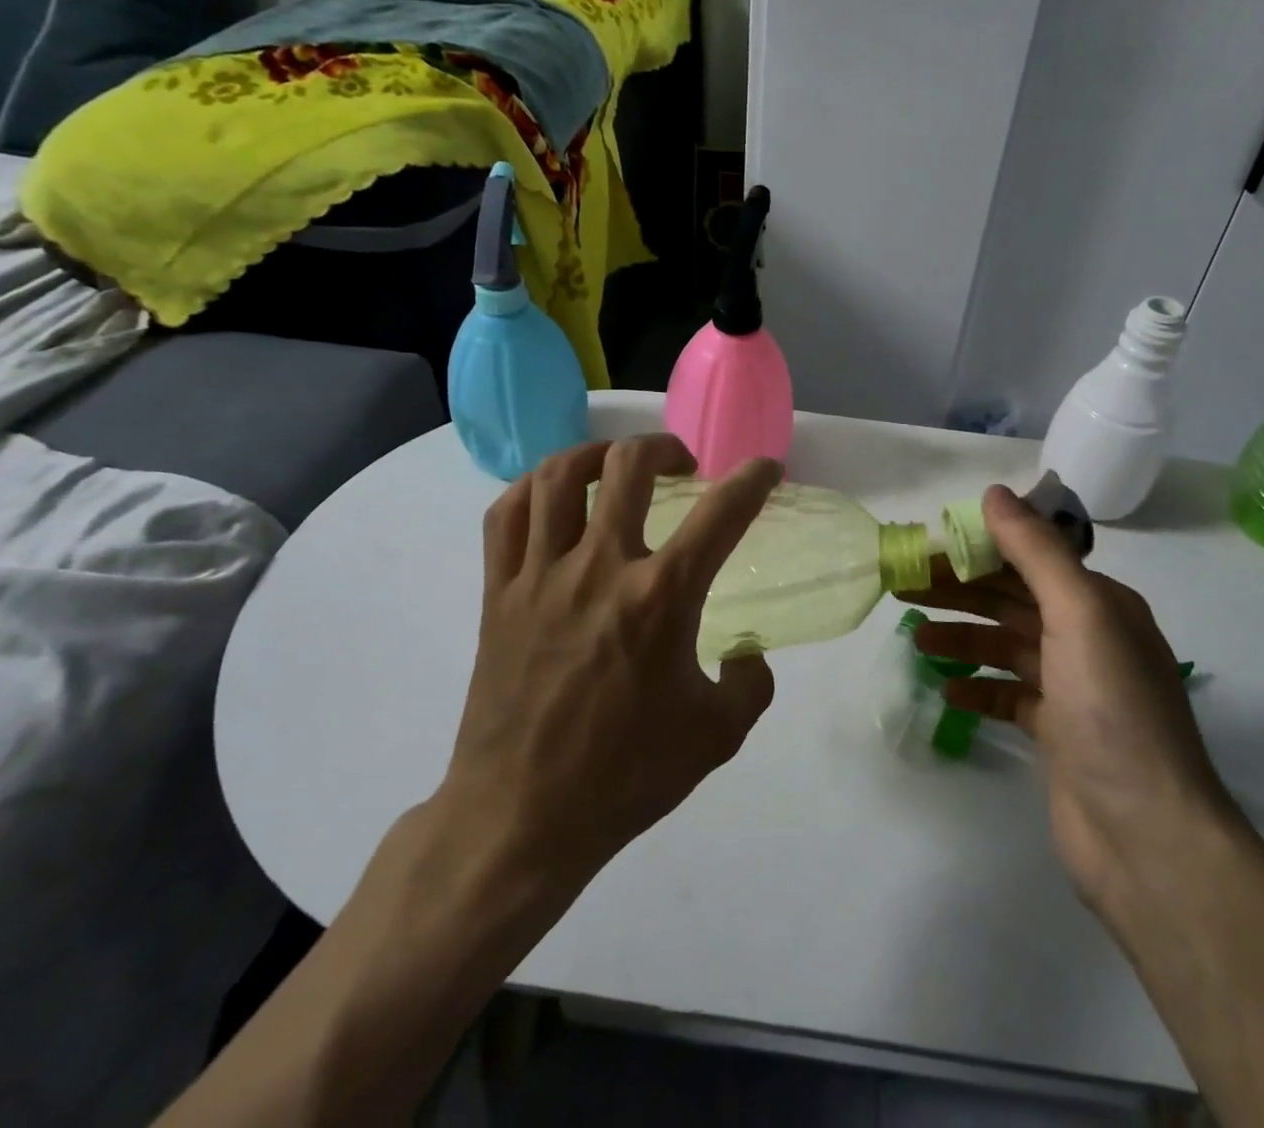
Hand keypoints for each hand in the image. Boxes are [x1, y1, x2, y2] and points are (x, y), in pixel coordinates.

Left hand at [438, 435, 780, 885]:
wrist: (521, 816)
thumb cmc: (625, 776)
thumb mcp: (717, 736)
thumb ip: (750, 683)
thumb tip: (746, 652)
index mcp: (661, 598)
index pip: (721, 514)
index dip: (752, 480)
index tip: (765, 470)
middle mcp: (600, 568)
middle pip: (628, 466)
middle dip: (664, 448)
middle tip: (680, 465)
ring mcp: (541, 575)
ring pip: (560, 476)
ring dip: (597, 455)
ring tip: (616, 466)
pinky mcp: (498, 591)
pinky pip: (507, 513)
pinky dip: (534, 487)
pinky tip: (554, 495)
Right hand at [899, 485, 1236, 919]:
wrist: (1148, 836)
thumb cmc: (1113, 711)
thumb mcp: (1079, 614)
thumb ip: (1036, 551)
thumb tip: (995, 492)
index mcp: (1100, 603)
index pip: (1029, 558)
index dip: (978, 547)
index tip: (927, 545)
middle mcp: (1089, 637)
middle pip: (1011, 599)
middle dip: (958, 589)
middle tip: (902, 586)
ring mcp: (1073, 688)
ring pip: (1004, 645)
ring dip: (961, 635)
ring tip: (915, 636)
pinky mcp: (1056, 732)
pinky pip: (1006, 694)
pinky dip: (976, 686)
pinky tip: (945, 688)